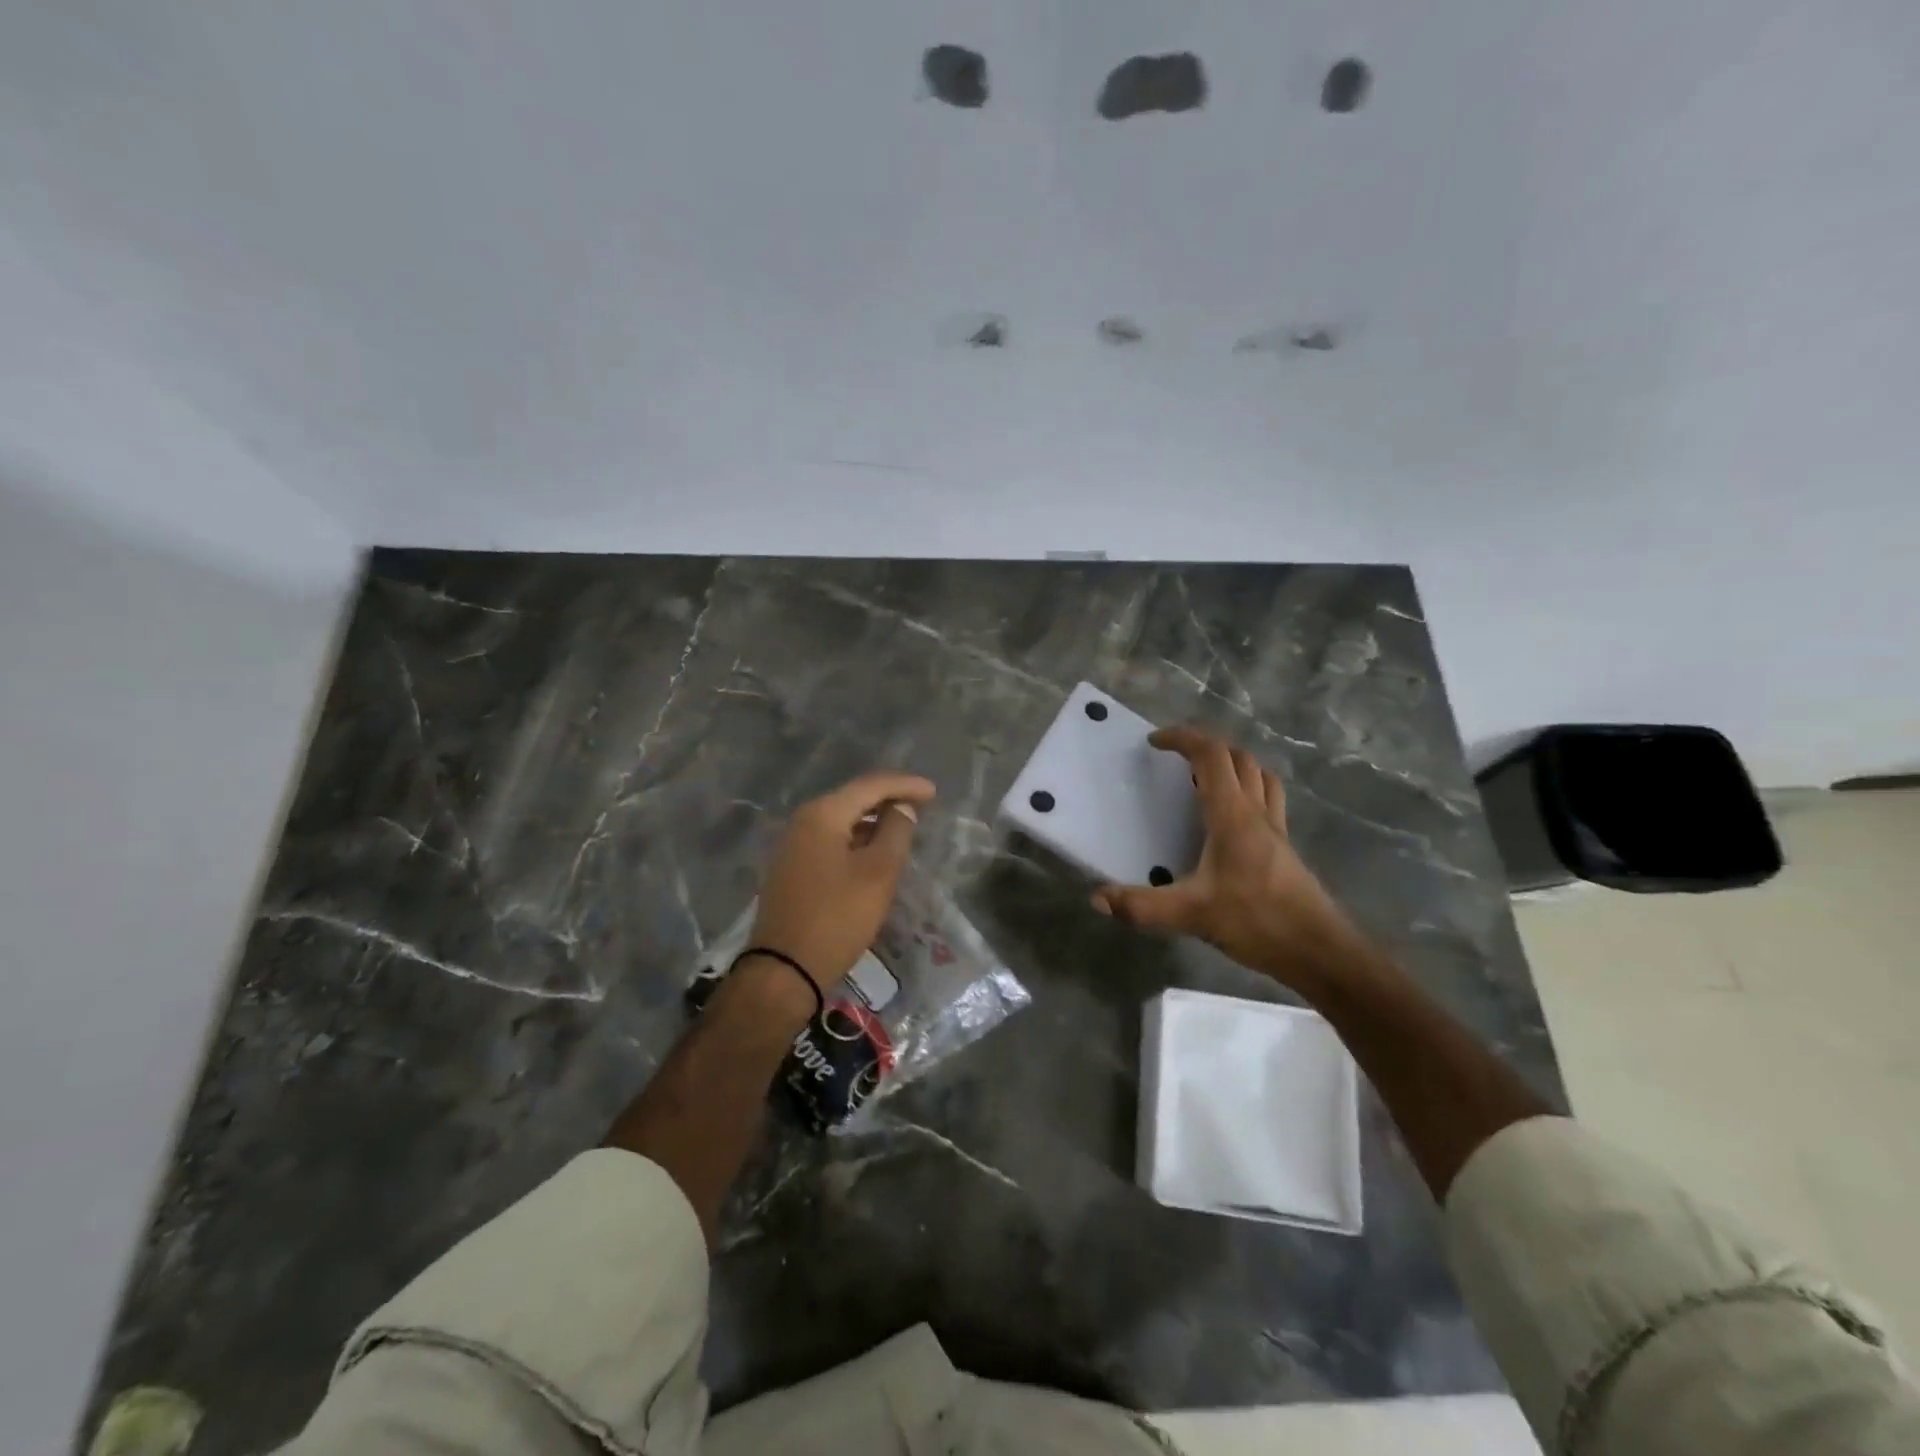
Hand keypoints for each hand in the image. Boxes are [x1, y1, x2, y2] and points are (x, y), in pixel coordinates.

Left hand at [749, 771, 936, 991]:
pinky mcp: (791, 868)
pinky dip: (856, 838)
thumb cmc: (837, 917)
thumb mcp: (878, 873)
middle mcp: (802, 821)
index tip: (934, 792)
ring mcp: (792, 845)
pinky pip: (830, 840)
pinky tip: (873, 851)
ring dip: (872, 820)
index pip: (870, 786)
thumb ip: (895, 832)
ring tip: (902, 826)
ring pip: (841, 820)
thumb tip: (902, 807)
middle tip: (922, 805)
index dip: (905, 785)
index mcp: (822, 814)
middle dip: (888, 798)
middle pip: (852, 798)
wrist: (784, 969)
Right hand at [1092, 726, 1360, 988]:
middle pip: (1237, 757)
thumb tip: (1097, 897)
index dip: (1183, 738)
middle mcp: (1256, 812)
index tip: (1154, 742)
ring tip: (1204, 778)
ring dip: (1231, 764)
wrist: (1319, 950)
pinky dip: (1249, 789)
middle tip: (1175, 759)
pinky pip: (1268, 799)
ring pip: (1259, 775)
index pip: (1210, 755)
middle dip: (1204, 746)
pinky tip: (1232, 817)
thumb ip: (1141, 906)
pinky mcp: (1284, 847)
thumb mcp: (1191, 914)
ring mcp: (1275, 828)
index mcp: (1232, 815)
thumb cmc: (1257, 921)